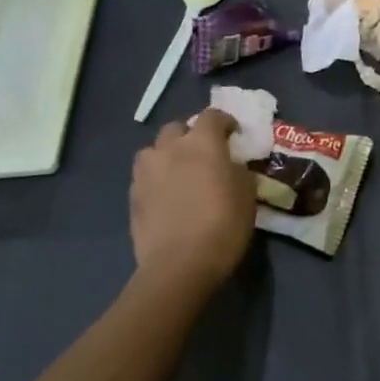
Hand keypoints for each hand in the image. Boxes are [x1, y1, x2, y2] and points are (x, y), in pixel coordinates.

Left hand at [129, 110, 256, 289]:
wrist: (180, 264)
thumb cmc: (223, 224)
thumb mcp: (247, 193)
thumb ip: (237, 170)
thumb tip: (230, 166)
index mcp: (202, 142)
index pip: (213, 116)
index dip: (225, 121)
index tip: (233, 134)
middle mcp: (170, 148)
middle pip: (177, 127)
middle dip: (190, 134)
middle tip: (203, 153)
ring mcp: (147, 172)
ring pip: (153, 150)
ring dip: (166, 154)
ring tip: (178, 171)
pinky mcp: (132, 196)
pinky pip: (145, 176)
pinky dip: (156, 178)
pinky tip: (166, 196)